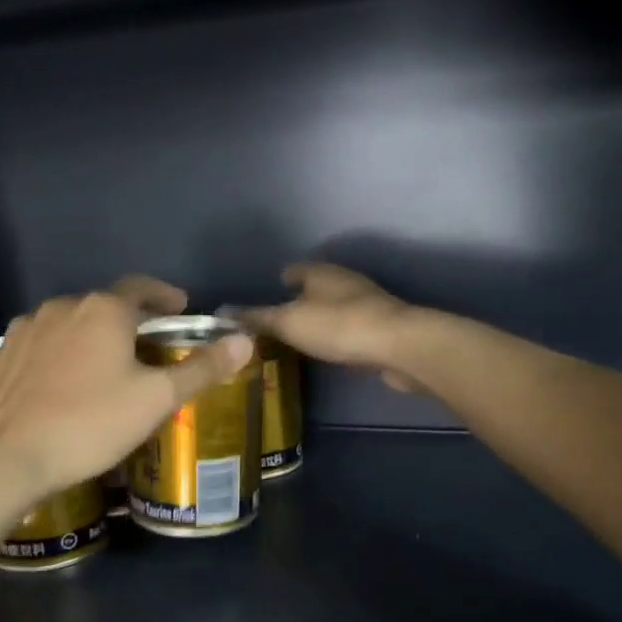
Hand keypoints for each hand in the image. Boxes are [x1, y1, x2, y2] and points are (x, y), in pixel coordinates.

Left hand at [0, 276, 251, 495]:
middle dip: (130, 320)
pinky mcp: (3, 355)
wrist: (8, 458)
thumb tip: (244, 340)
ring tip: (108, 365)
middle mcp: (63, 306)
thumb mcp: (156, 398)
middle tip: (150, 345)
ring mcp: (27, 329)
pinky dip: (63, 352)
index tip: (180, 307)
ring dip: (93, 335)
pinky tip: (66, 381)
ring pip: (71, 323)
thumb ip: (202, 368)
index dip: (165, 295)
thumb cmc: (91, 423)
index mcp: (103, 310)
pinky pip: (44, 343)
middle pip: (105, 305)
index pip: (141, 287)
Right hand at [238, 263, 422, 391]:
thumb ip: (256, 318)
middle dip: (299, 300)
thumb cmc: (338, 326)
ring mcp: (367, 304)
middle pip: (316, 287)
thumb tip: (222, 311)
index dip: (280, 280)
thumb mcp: (288, 322)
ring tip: (300, 338)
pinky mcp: (382, 328)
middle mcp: (345, 281)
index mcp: (321, 272)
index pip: (294, 270)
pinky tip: (330, 351)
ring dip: (320, 319)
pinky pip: (350, 329)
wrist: (399, 346)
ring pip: (335, 308)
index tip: (267, 295)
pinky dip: (337, 336)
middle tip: (277, 321)